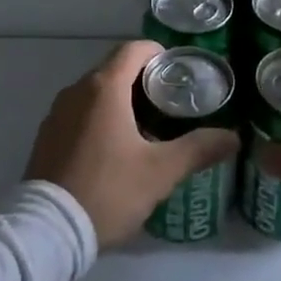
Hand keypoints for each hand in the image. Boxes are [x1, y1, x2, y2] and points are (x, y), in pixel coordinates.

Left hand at [24, 40, 239, 248]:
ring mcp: (57, 112)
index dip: (160, 54)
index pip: (135, 48)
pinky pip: (80, 112)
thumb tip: (233, 137)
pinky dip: (100, 118)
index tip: (180, 76)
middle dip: (144, 80)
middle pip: (116, 68)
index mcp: (104, 87)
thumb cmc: (108, 190)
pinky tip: (114, 150)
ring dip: (121, 100)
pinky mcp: (47, 135)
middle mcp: (77, 90)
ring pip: (96, 91)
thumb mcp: (160, 172)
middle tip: (171, 105)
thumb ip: (198, 149)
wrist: (47, 231)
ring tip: (147, 129)